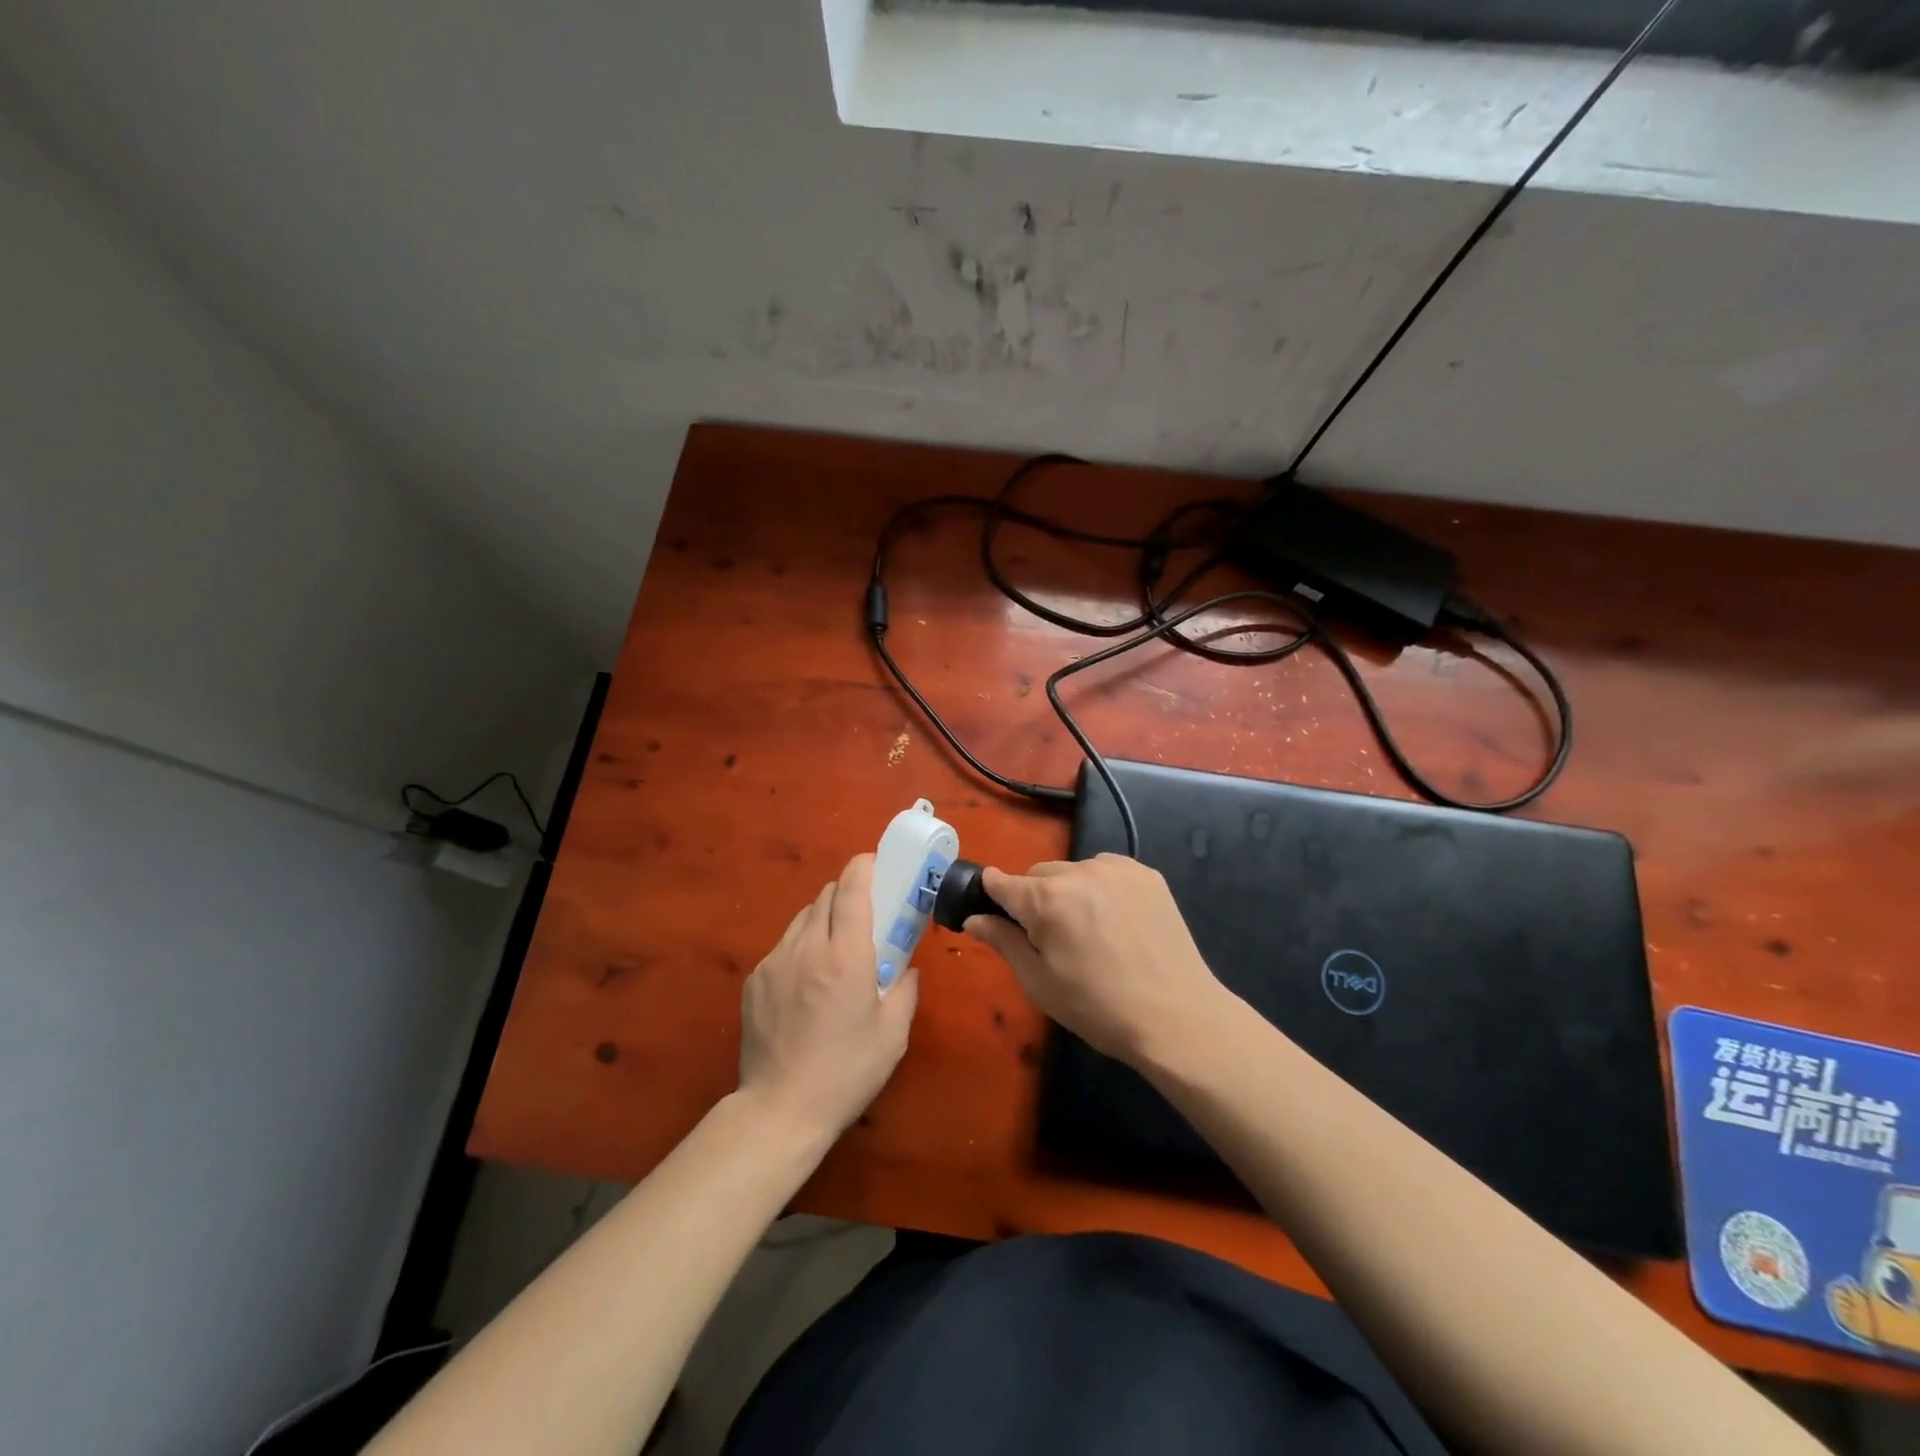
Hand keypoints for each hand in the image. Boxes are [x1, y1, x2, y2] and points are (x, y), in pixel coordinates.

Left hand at [738, 853, 918, 1141]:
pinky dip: (801, 948)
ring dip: (823, 920)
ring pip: (802, 918)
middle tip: (864, 917)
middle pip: (825, 895)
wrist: (779, 1110)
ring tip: (834, 951)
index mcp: (846, 955)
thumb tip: (908, 969)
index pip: (852, 889)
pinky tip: (807, 983)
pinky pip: (783, 946)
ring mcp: (774, 961)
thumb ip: (906, 991)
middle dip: (847, 894)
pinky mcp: (754, 980)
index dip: (864, 866)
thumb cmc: (847, 1072)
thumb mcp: (893, 1035)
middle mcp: (807, 947)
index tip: (876, 863)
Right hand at [966, 854, 1223, 1062]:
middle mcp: (1079, 871)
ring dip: (1070, 891)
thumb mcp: (1040, 982)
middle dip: (1036, 899)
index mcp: (1046, 899)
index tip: (994, 913)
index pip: (1001, 881)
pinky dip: (1101, 888)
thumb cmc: (1098, 1008)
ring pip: (1073, 871)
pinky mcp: (1146, 874)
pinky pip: (1106, 871)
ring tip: (1091, 932)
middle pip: (1038, 875)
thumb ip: (1003, 942)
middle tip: (1052, 939)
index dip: (992, 896)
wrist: (1177, 1017)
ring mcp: (1117, 869)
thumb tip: (974, 918)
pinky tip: (1117, 922)